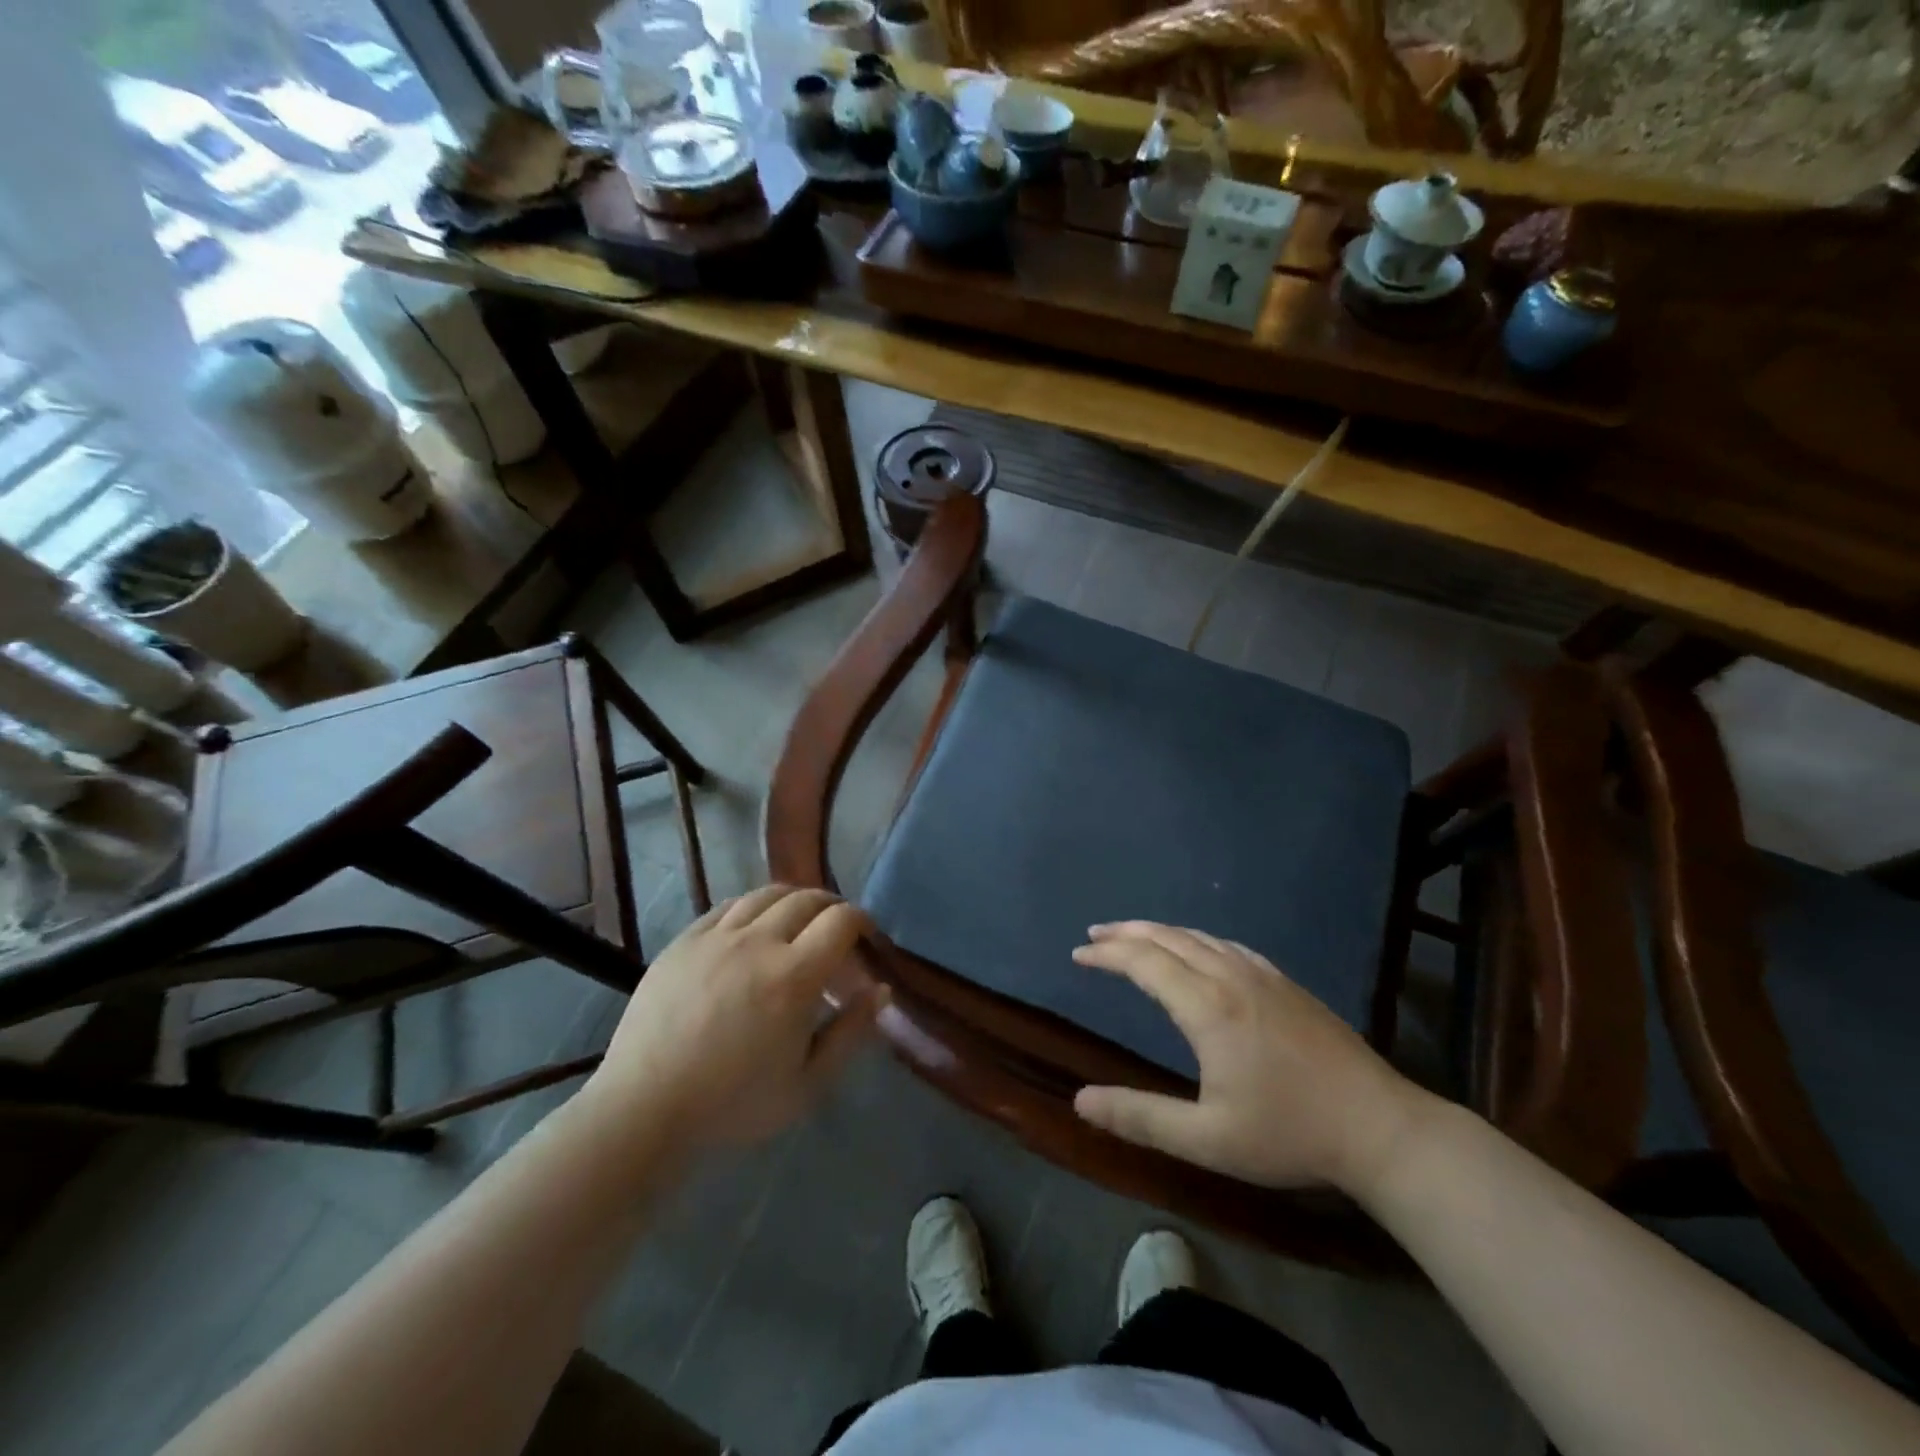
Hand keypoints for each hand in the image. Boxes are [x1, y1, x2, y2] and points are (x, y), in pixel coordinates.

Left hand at [579, 886, 885, 1154]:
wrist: (645, 1109)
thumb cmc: (733, 1104)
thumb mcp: (807, 1084)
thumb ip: (851, 1033)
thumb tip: (881, 989)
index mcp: (794, 976)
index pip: (841, 921)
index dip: (862, 921)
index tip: (866, 939)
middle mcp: (759, 942)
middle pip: (807, 899)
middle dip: (832, 907)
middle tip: (837, 930)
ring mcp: (717, 937)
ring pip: (767, 894)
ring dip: (794, 900)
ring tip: (798, 921)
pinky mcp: (685, 941)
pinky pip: (727, 906)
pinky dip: (752, 907)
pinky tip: (753, 926)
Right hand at [1071, 922, 1431, 1195]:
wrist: (1381, 1128)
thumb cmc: (1290, 1134)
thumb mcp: (1208, 1140)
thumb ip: (1140, 1118)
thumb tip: (1080, 1101)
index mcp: (1208, 1006)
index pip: (1144, 962)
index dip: (1108, 954)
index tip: (1079, 954)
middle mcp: (1231, 976)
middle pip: (1168, 938)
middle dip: (1126, 932)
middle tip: (1095, 933)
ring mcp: (1264, 975)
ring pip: (1199, 936)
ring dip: (1159, 931)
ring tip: (1134, 936)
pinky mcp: (1286, 983)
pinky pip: (1228, 944)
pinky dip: (1196, 938)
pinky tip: (1198, 949)